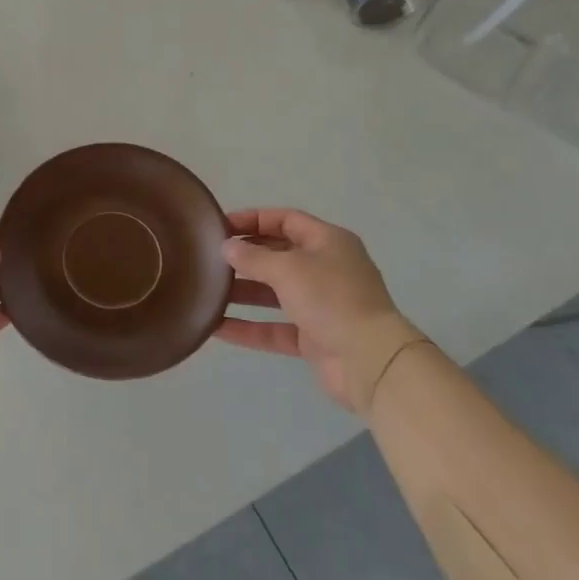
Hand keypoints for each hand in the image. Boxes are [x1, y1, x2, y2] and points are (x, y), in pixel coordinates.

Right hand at [214, 208, 419, 411]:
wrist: (370, 361)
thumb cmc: (330, 298)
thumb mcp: (288, 269)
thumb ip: (253, 257)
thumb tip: (227, 247)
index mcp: (328, 242)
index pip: (286, 220)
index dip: (253, 219)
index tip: (220, 226)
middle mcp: (326, 269)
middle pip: (279, 255)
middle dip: (246, 256)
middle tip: (210, 258)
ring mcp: (320, 305)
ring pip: (274, 293)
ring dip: (243, 292)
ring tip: (208, 290)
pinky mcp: (313, 338)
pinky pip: (274, 327)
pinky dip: (249, 327)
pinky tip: (216, 326)